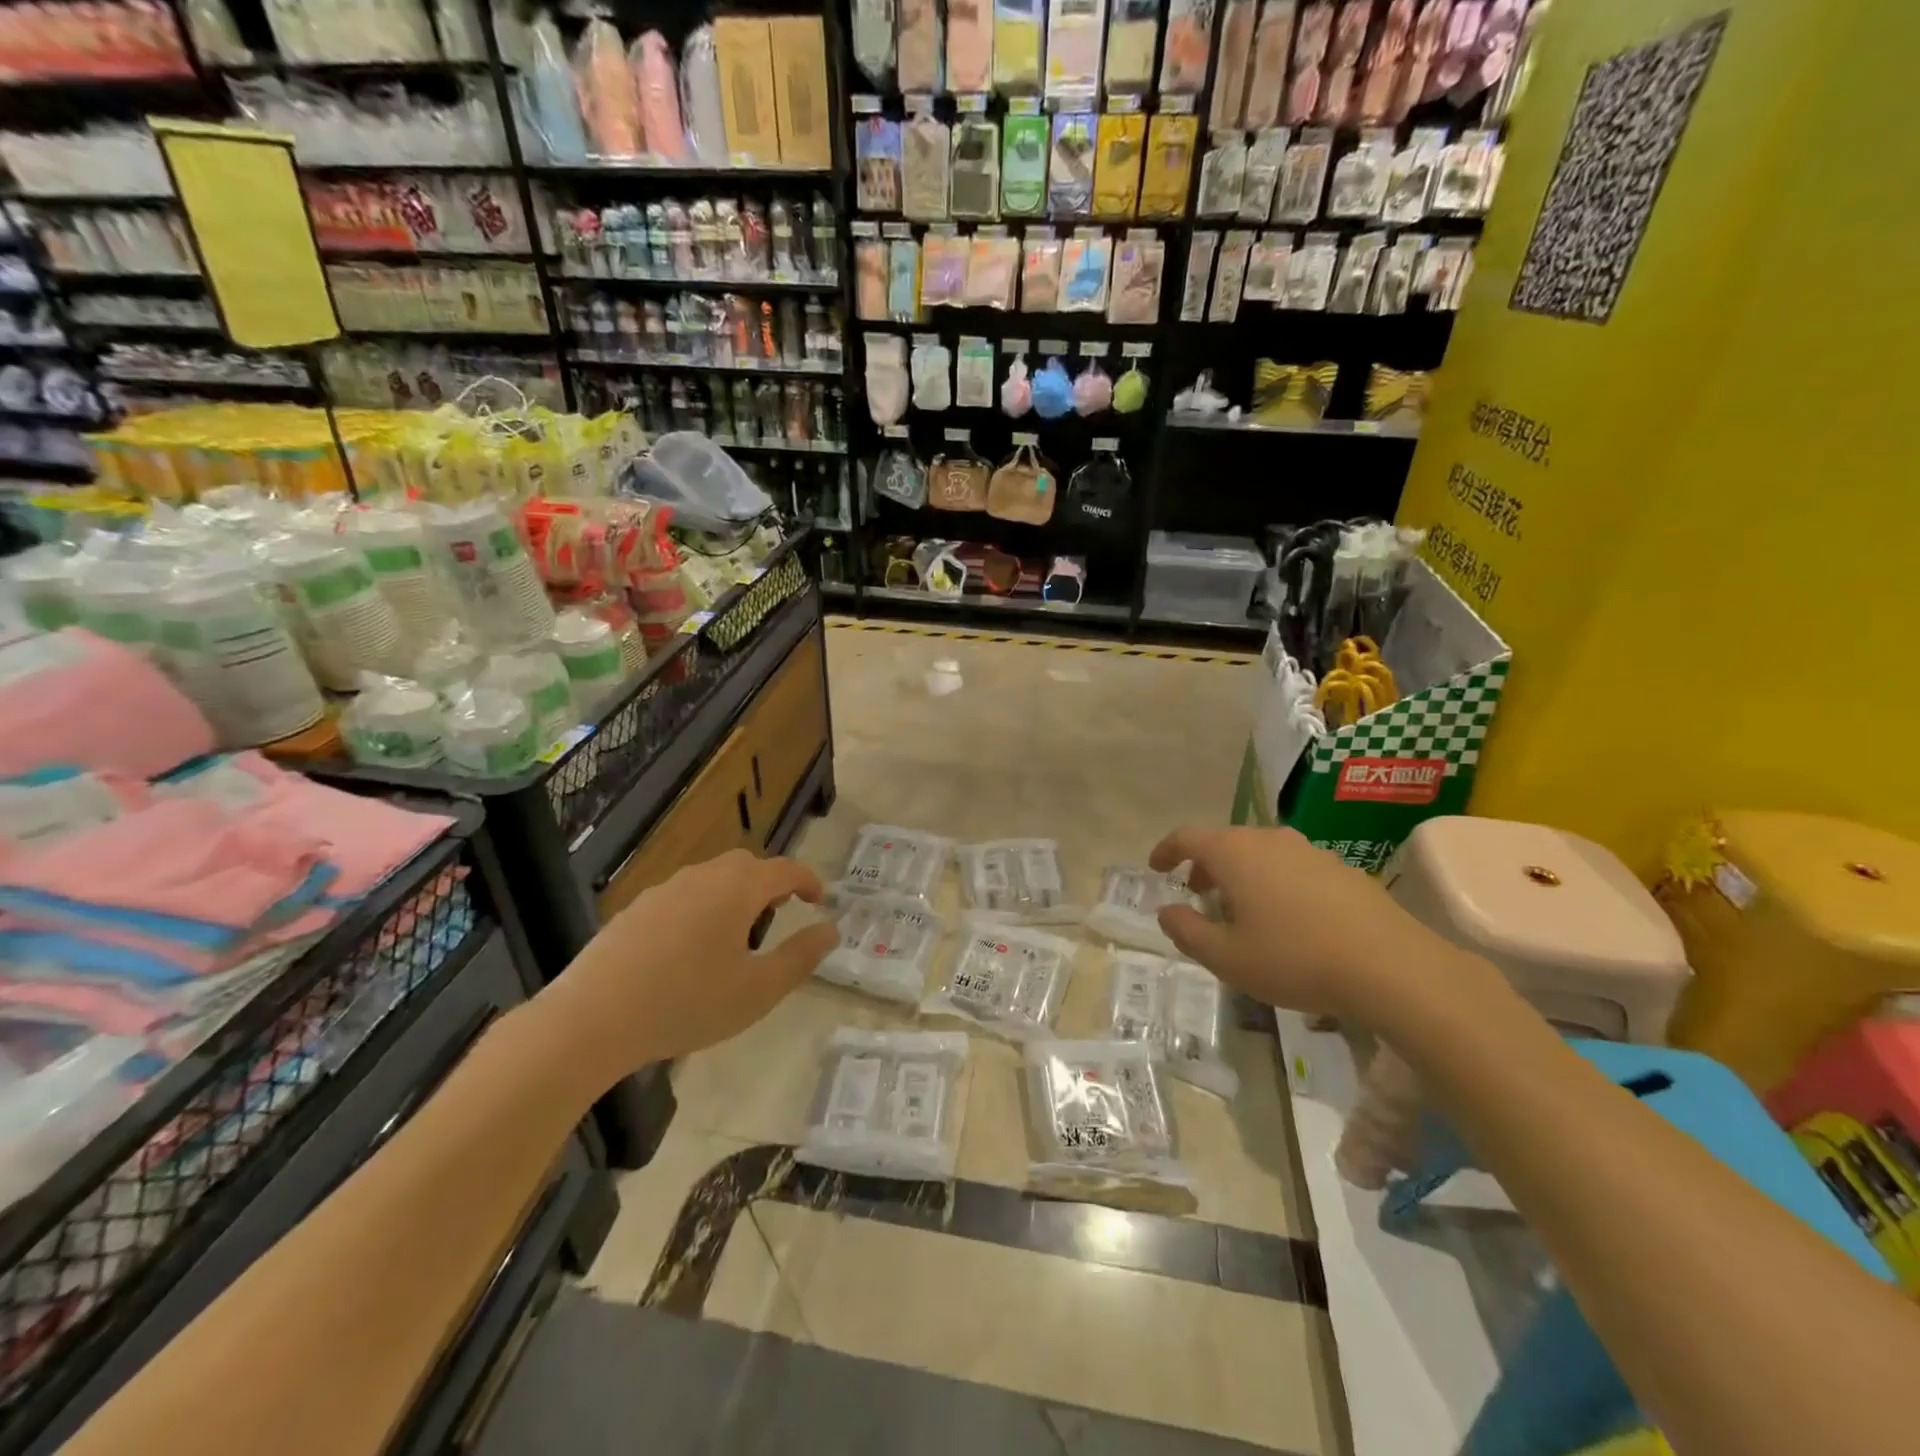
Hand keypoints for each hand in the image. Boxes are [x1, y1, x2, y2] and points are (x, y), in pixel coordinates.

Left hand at [543, 849, 838, 1084]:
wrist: (592, 1019)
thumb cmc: (688, 1002)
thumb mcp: (759, 989)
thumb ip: (801, 956)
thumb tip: (830, 929)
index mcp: (738, 888)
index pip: (785, 869)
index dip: (808, 881)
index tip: (819, 900)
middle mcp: (702, 876)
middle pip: (746, 866)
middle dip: (770, 883)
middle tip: (781, 911)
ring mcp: (663, 890)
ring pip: (711, 879)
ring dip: (734, 895)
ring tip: (738, 934)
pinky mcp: (634, 910)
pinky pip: (682, 897)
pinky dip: (701, 909)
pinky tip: (690, 950)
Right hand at [1149, 825, 1452, 1022]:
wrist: (1393, 967)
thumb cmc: (1295, 959)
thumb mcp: (1227, 957)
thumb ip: (1187, 931)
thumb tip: (1167, 911)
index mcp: (1235, 853)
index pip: (1187, 836)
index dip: (1166, 850)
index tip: (1157, 868)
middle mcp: (1270, 840)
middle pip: (1225, 842)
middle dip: (1204, 866)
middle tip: (1197, 895)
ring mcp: (1310, 851)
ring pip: (1260, 854)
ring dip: (1241, 875)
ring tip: (1242, 911)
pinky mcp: (1342, 869)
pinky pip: (1292, 867)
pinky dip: (1274, 883)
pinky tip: (1288, 921)